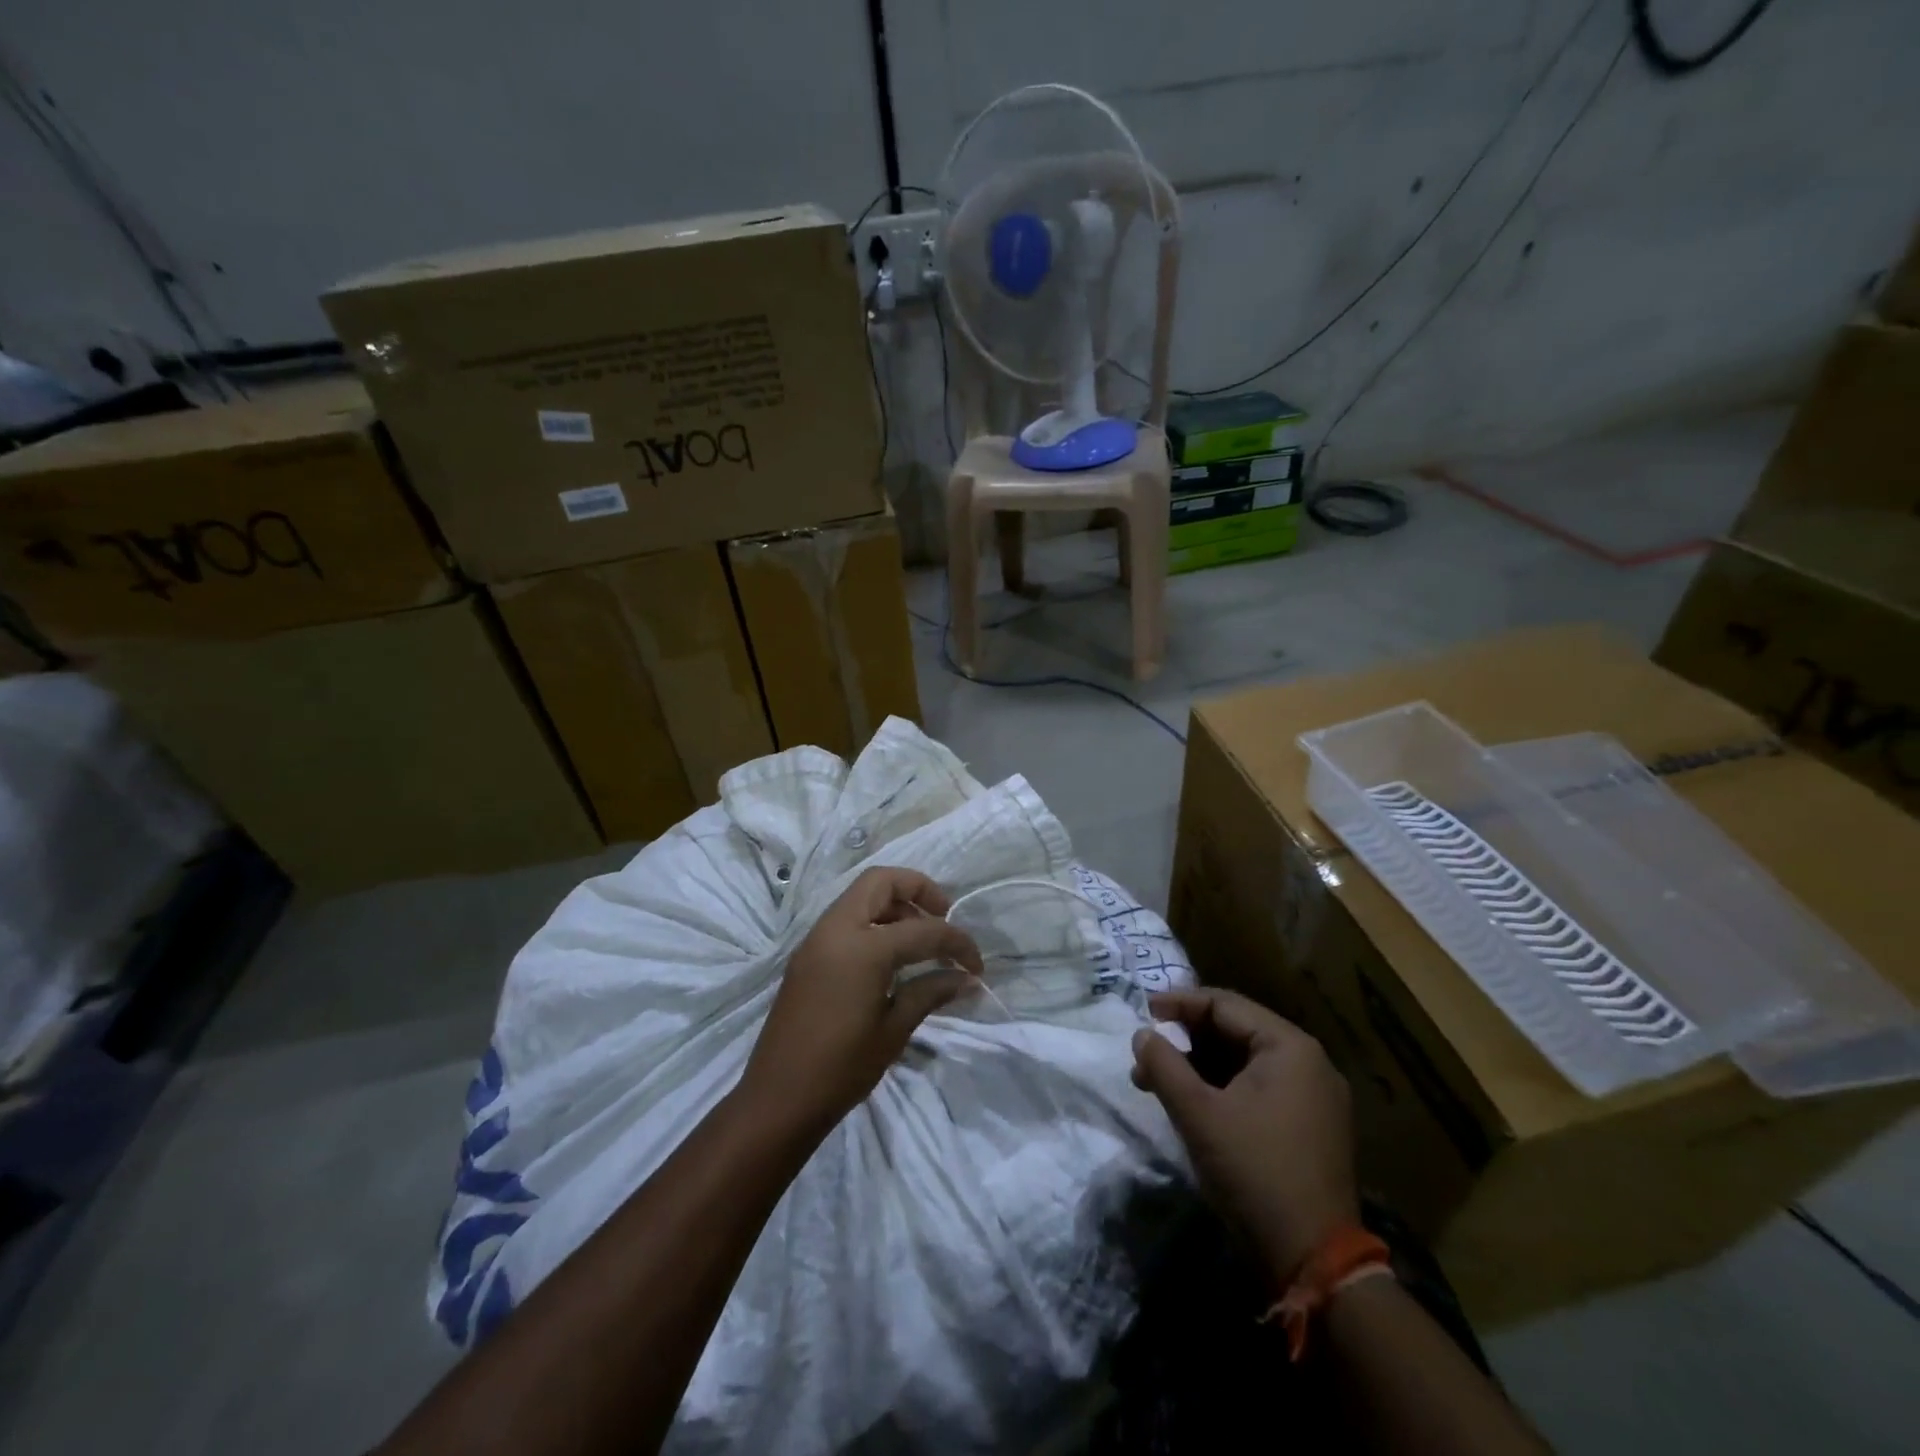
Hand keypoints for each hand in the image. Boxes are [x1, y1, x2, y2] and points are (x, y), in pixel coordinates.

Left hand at [739, 867, 982, 1138]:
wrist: (777, 1100)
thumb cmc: (841, 1068)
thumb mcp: (894, 1029)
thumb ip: (931, 992)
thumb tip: (966, 979)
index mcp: (861, 947)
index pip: (923, 929)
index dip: (957, 942)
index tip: (976, 966)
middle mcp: (835, 930)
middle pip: (880, 882)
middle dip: (918, 891)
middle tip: (943, 919)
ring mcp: (816, 940)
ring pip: (860, 897)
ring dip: (894, 906)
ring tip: (921, 941)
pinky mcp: (806, 956)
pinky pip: (845, 920)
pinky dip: (873, 923)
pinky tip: (892, 958)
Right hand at [1131, 987, 1358, 1281]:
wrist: (1315, 1262)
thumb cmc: (1254, 1171)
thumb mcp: (1198, 1114)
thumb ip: (1164, 1066)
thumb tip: (1142, 1035)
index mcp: (1290, 1047)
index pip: (1225, 1005)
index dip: (1179, 1003)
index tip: (1143, 1011)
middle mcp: (1310, 1063)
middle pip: (1236, 1031)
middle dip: (1186, 1040)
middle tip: (1147, 1053)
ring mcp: (1315, 1097)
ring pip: (1245, 1062)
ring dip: (1200, 1066)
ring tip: (1158, 1082)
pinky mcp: (1312, 1128)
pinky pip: (1260, 1088)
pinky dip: (1223, 1088)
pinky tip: (1192, 1104)